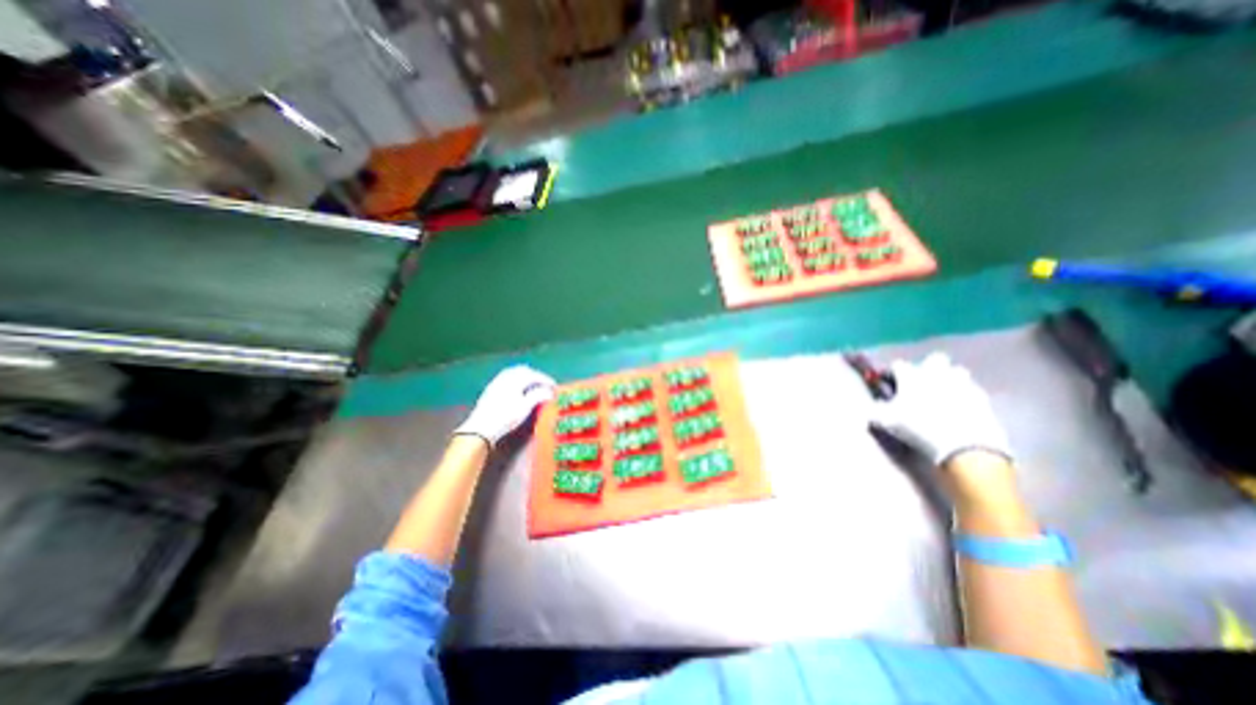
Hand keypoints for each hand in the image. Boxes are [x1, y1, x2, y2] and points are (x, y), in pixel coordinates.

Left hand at [450, 363, 549, 445]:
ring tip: (532, 385)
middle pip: (523, 370)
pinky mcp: (490, 389)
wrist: (481, 428)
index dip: (546, 380)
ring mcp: (496, 382)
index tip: (554, 387)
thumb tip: (549, 392)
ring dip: (525, 376)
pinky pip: (506, 377)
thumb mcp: (525, 408)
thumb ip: (538, 396)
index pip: (534, 375)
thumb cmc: (505, 417)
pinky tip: (517, 389)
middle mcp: (505, 377)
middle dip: (535, 375)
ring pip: (513, 372)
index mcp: (515, 380)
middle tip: (544, 384)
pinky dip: (516, 379)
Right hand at [865, 351, 1007, 468]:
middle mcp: (937, 373)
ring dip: (950, 378)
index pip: (899, 365)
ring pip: (957, 371)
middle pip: (934, 359)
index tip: (890, 383)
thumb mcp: (887, 421)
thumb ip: (876, 411)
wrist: (964, 445)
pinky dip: (965, 395)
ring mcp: (963, 384)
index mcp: (912, 376)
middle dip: (928, 367)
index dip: (893, 373)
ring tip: (943, 393)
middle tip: (921, 382)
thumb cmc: (918, 427)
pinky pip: (973, 390)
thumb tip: (874, 407)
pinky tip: (960, 408)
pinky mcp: (983, 398)